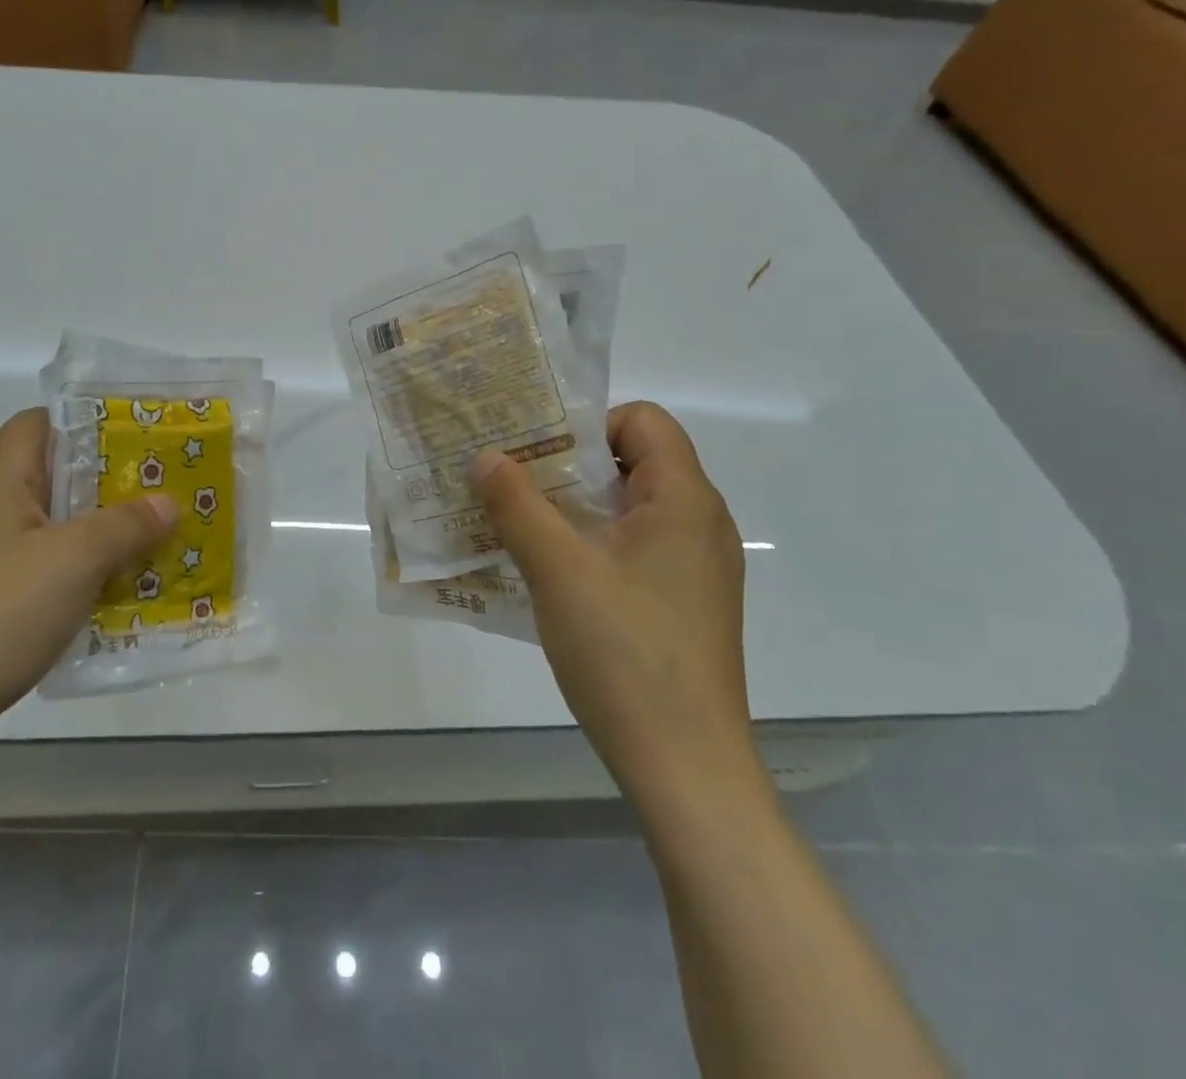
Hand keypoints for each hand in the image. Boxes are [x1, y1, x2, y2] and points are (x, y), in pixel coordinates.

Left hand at [0, 409, 177, 763]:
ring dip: (92, 533)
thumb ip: (127, 525)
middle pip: (48, 475)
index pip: (37, 422)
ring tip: (143, 543)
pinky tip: (105, 593)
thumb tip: (168, 504)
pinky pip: (35, 567)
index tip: (133, 442)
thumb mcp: (77, 560)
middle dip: (104, 484)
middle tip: (155, 495)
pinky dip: (71, 572)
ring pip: (46, 526)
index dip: (84, 424)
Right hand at [469, 402, 758, 808]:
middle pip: (634, 461)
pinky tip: (550, 573)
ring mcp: (696, 567)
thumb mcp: (556, 569)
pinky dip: (592, 543)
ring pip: (630, 508)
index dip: (587, 425)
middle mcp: (700, 523)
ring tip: (520, 524)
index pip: (642, 420)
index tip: (536, 454)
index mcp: (684, 500)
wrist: (684, 765)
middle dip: (568, 464)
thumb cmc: (623, 652)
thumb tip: (485, 456)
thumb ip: (516, 504)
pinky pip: (635, 547)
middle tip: (511, 482)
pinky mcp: (684, 602)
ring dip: (574, 507)